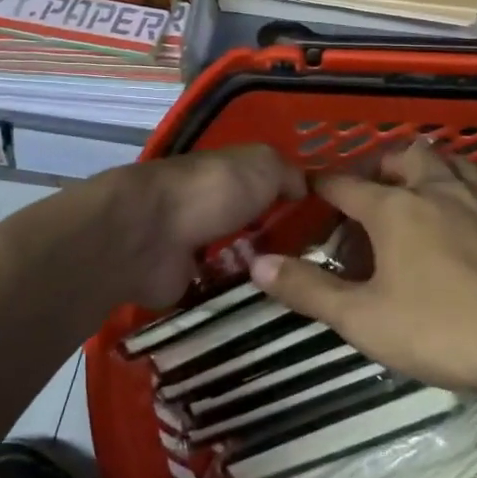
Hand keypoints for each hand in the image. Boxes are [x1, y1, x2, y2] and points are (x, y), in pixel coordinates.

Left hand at [109, 145, 306, 308]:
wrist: (150, 235)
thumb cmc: (211, 191)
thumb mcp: (262, 165)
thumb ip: (287, 173)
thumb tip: (303, 188)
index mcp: (226, 175)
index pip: (264, 186)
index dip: (292, 202)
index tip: (325, 225)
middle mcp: (208, 207)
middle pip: (250, 225)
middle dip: (278, 243)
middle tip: (320, 269)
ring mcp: (192, 246)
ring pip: (235, 260)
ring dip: (259, 273)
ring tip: (300, 295)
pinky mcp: (179, 282)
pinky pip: (216, 292)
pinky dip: (235, 300)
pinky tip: (268, 312)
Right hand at [250, 141, 476, 391]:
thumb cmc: (444, 328)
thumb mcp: (365, 319)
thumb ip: (309, 290)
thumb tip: (258, 264)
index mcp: (395, 208)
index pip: (346, 184)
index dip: (323, 186)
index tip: (310, 191)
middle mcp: (437, 190)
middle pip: (404, 156)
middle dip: (380, 166)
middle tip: (369, 191)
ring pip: (449, 162)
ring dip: (425, 168)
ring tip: (415, 191)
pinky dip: (459, 191)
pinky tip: (462, 222)